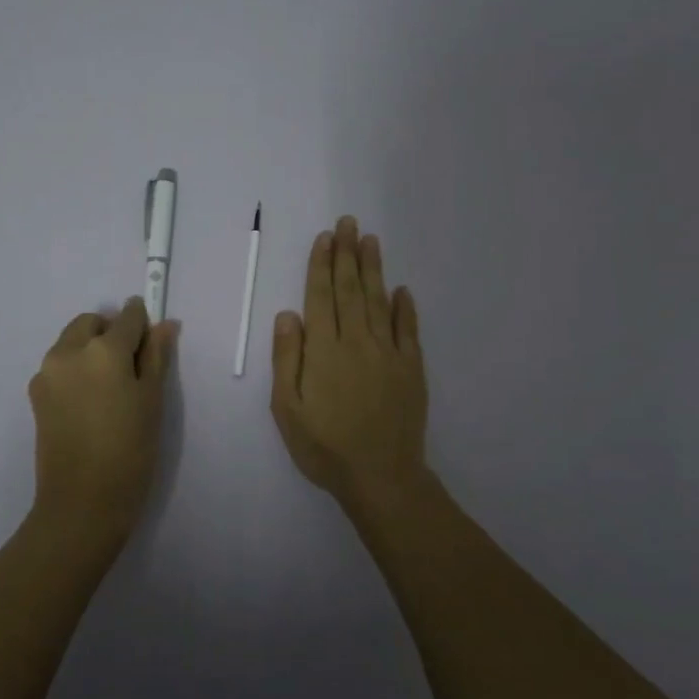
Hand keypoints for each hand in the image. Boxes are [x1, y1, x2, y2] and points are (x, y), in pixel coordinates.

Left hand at [28, 297, 177, 540]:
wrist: (82, 503)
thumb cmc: (130, 451)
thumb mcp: (152, 401)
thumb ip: (156, 356)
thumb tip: (164, 324)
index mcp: (103, 350)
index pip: (127, 317)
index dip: (142, 323)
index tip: (151, 339)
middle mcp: (68, 351)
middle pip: (92, 323)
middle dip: (111, 332)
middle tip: (130, 368)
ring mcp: (46, 372)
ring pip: (71, 341)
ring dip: (90, 349)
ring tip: (108, 388)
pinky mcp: (35, 394)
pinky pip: (59, 365)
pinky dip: (75, 369)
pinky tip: (89, 403)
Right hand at [271, 217, 431, 512]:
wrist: (381, 476)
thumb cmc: (325, 446)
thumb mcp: (288, 409)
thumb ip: (286, 359)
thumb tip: (287, 314)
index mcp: (324, 350)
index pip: (320, 297)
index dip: (321, 265)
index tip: (325, 237)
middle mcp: (356, 342)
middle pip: (350, 289)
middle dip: (347, 254)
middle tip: (348, 222)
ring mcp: (388, 353)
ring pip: (379, 301)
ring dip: (374, 269)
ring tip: (370, 240)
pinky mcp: (411, 369)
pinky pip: (408, 330)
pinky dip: (405, 307)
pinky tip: (402, 289)